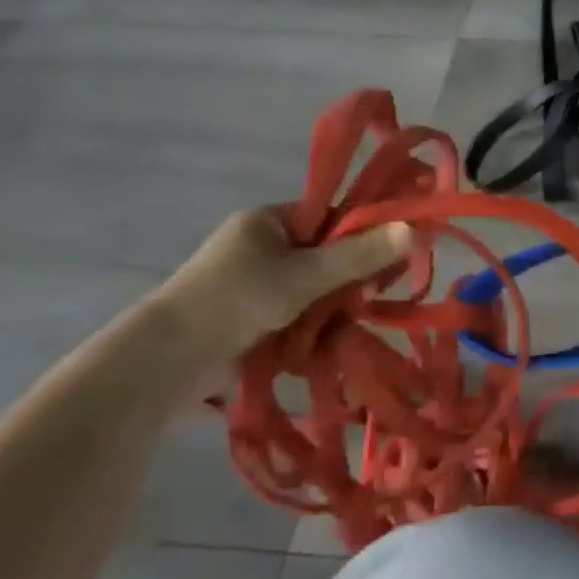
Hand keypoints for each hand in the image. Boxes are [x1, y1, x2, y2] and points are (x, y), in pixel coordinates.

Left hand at [150, 207, 411, 395]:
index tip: (388, 257)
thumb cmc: (236, 301)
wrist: (164, 362)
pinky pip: (297, 313)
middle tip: (367, 298)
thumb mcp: (305, 275)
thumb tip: (414, 228)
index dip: (363, 232)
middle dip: (349, 278)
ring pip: (315, 288)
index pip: (331, 215)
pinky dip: (313, 327)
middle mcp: (262, 246)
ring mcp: (254, 284)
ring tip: (343, 327)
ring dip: (332, 308)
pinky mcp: (250, 318)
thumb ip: (360, 254)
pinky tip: (325, 343)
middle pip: (326, 254)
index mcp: (268, 221)